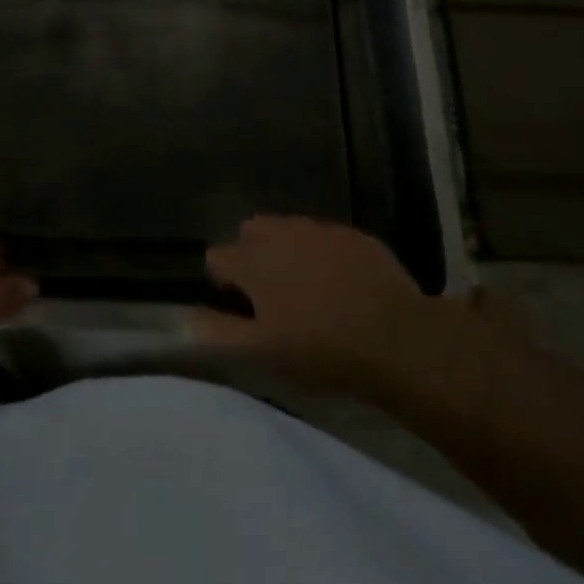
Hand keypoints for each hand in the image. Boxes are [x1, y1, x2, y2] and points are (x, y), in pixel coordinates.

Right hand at [193, 216, 507, 422]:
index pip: (217, 257)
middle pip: (251, 232)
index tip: (241, 310)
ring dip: (287, 251)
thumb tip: (186, 318)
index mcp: (252, 260)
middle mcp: (280, 233)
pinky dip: (323, 254)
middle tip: (272, 297)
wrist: (397, 339)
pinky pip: (325, 237)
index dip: (224, 283)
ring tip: (306, 290)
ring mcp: (319, 229)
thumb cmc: (320, 350)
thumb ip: (218, 333)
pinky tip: (341, 284)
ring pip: (288, 230)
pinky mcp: (353, 235)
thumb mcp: (262, 353)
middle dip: (253, 256)